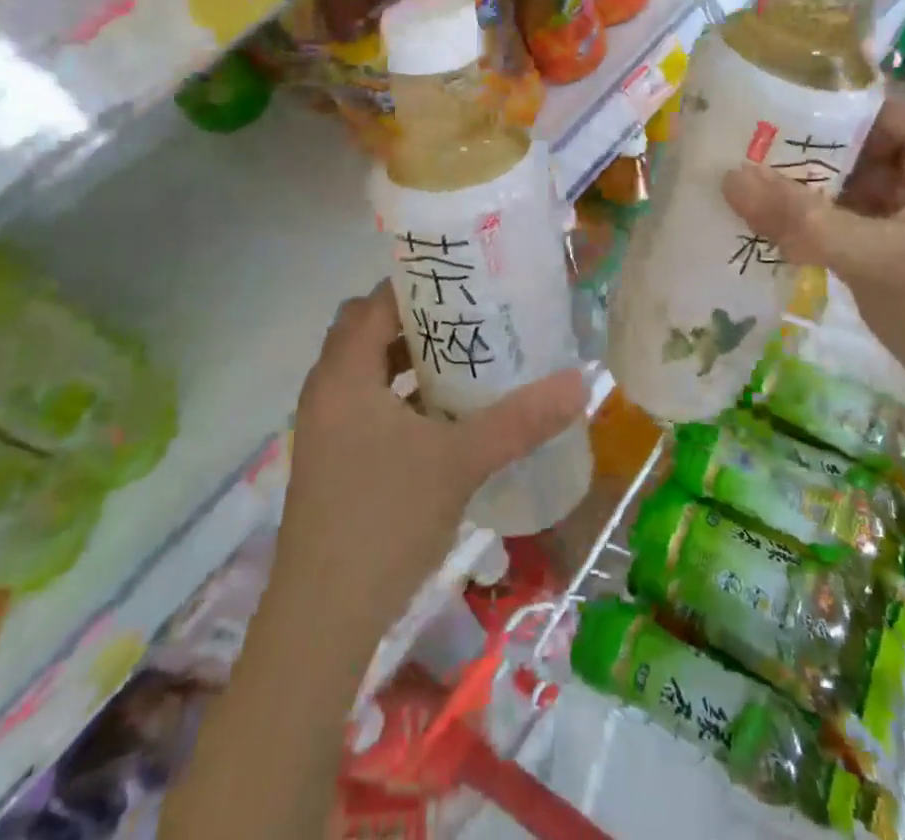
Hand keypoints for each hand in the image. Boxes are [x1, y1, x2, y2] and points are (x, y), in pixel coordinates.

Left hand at [272, 284, 587, 645]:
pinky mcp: (331, 460)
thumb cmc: (385, 520)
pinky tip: (444, 420)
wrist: (322, 620)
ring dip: (410, 362)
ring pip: (368, 371)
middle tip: (471, 321)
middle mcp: (326, 391)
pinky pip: (367, 406)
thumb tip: (583, 381)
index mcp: (344, 374)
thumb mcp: (460, 462)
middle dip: (418, 322)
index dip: (419, 286)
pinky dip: (400, 398)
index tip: (466, 284)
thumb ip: (521, 420)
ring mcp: (324, 429)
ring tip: (466, 361)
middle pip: (369, 331)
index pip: (376, 302)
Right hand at [723, 89, 904, 477]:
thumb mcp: (875, 262)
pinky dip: (832, 225)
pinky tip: (786, 233)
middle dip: (809, 151)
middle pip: (870, 145)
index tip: (763, 106)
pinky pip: (871, 223)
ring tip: (752, 190)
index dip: (825, 100)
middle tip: (743, 152)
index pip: (884, 104)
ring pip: (867, 188)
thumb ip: (800, 219)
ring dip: (816, 191)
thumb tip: (728, 177)